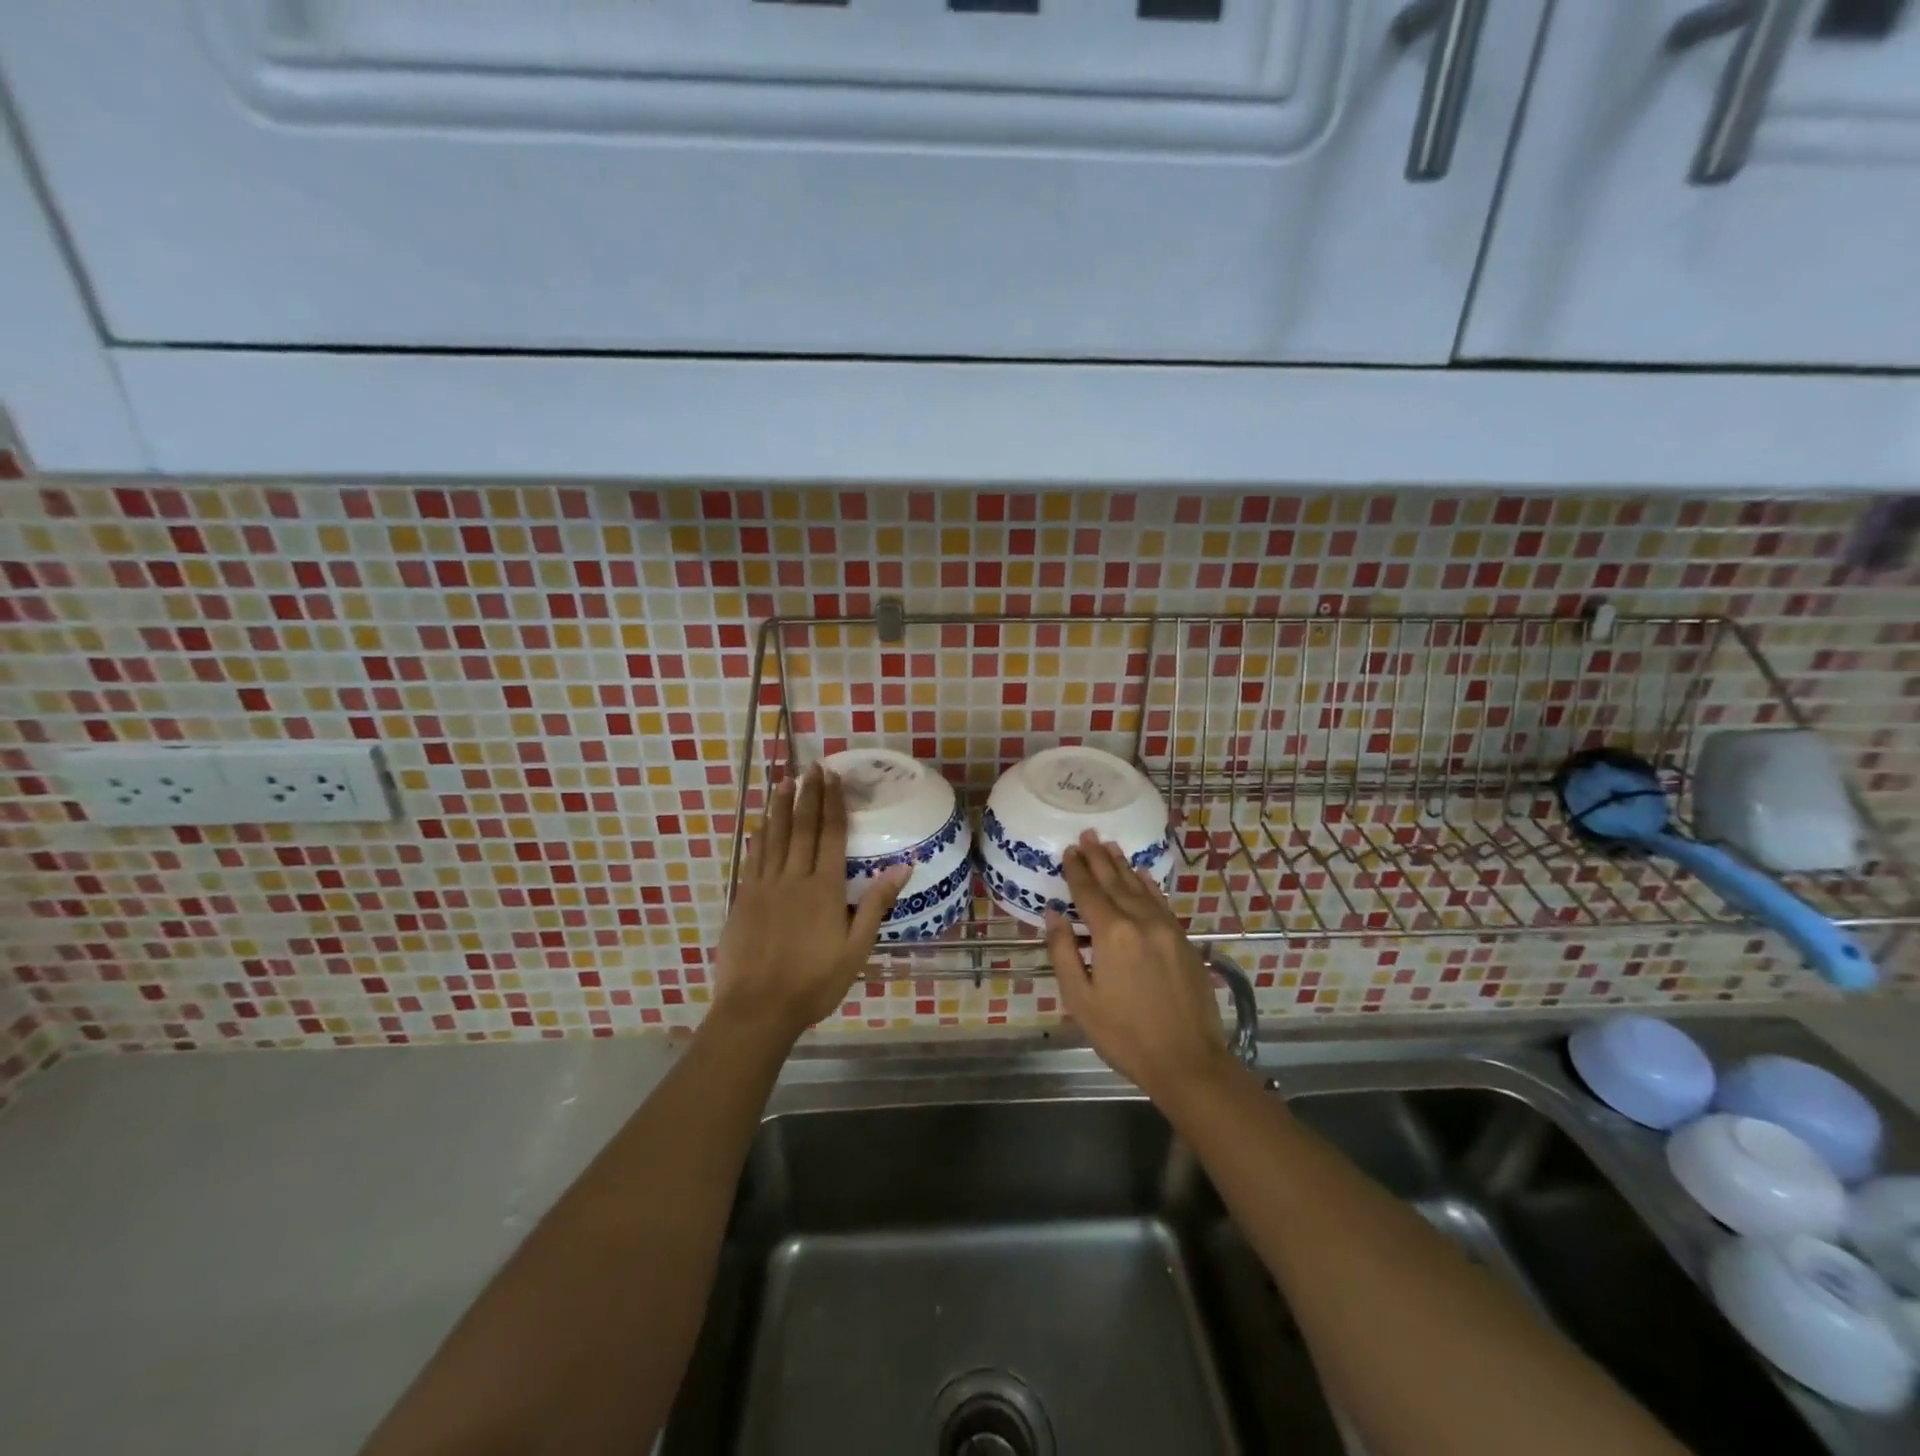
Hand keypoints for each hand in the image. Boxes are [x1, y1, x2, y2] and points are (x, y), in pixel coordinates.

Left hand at [714, 764, 908, 1041]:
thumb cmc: (815, 982)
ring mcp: (764, 886)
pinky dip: (759, 836)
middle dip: (808, 795)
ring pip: (774, 837)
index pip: (831, 835)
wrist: (758, 1008)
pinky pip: (753, 858)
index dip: (833, 803)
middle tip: (811, 768)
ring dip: (781, 807)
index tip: (833, 777)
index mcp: (825, 888)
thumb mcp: (856, 948)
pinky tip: (761, 823)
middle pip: (802, 828)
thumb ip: (876, 904)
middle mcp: (794, 878)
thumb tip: (904, 865)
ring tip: (785, 781)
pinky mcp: (743, 899)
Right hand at [1044, 830, 1235, 1101]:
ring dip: (1123, 866)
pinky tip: (1142, 875)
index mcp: (1112, 934)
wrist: (1188, 1061)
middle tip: (1087, 835)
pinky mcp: (1184, 941)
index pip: (1089, 892)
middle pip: (1115, 882)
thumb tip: (1053, 915)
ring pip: (1140, 888)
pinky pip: (1161, 902)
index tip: (1068, 850)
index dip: (1076, 870)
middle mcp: (1141, 921)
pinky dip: (1148, 885)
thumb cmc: (1125, 1035)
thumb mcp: (1081, 1000)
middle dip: (1098, 858)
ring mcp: (1167, 929)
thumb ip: (1064, 952)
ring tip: (1110, 846)